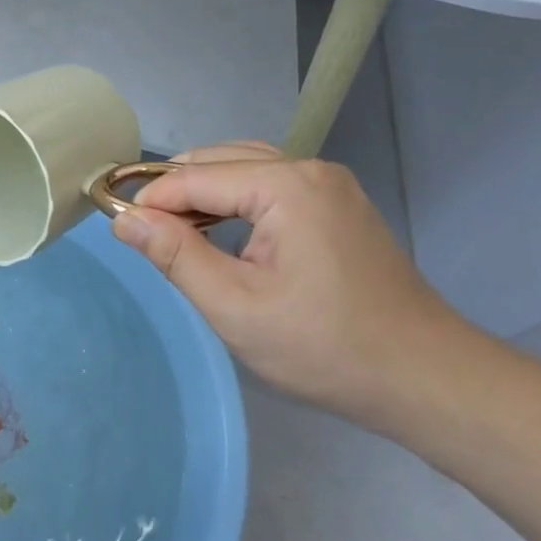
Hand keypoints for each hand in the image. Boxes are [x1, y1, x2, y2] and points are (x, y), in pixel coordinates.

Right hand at [112, 143, 463, 420]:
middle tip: (141, 233)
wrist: (424, 378)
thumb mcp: (235, 306)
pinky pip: (271, 186)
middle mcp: (310, 168)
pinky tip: (219, 232)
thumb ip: (176, 255)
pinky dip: (236, 202)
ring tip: (173, 232)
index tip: (116, 226)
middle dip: (175, 192)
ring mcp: (330, 185)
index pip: (196, 176)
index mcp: (287, 184)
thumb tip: (124, 219)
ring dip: (204, 195)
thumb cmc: (324, 347)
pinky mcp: (338, 206)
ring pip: (245, 169)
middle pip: (221, 162)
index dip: (151, 200)